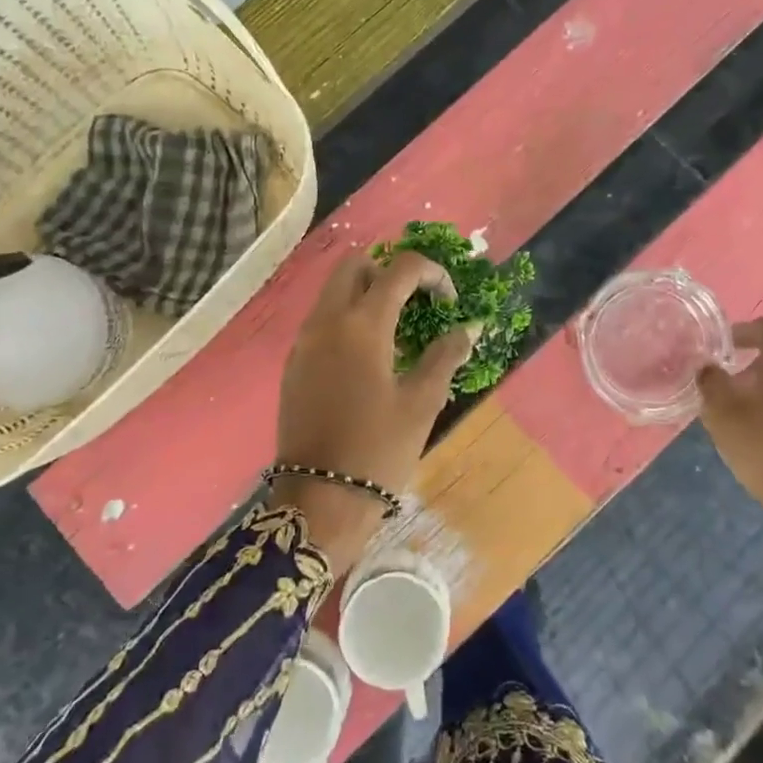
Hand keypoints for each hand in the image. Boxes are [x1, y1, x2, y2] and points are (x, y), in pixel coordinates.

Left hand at [275, 249, 475, 572]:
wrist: (320, 498)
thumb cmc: (378, 449)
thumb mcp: (422, 402)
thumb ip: (446, 356)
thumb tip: (468, 328)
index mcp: (362, 324)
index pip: (401, 268)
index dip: (433, 274)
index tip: (450, 303)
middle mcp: (327, 320)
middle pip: (355, 264)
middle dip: (390, 270)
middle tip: (417, 302)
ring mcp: (304, 340)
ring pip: (333, 290)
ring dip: (366, 292)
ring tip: (397, 329)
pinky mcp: (294, 362)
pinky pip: (322, 319)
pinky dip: (347, 317)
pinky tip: (369, 356)